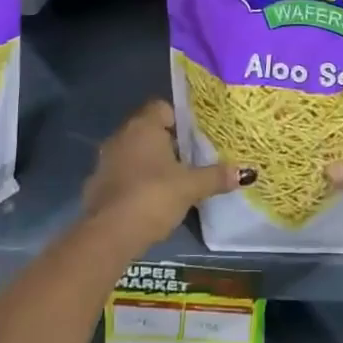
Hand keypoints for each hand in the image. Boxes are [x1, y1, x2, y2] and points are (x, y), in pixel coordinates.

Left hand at [83, 99, 252, 248]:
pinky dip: (136, 182)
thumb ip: (216, 176)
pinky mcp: (97, 184)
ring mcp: (105, 160)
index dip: (180, 120)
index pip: (163, 107)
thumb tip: (246, 172)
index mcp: (143, 126)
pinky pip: (122, 174)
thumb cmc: (153, 197)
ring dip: (151, 163)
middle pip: (149, 130)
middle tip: (191, 160)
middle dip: (169, 143)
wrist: (109, 234)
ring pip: (134, 153)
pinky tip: (150, 200)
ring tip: (174, 182)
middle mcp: (121, 135)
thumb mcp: (190, 187)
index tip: (196, 138)